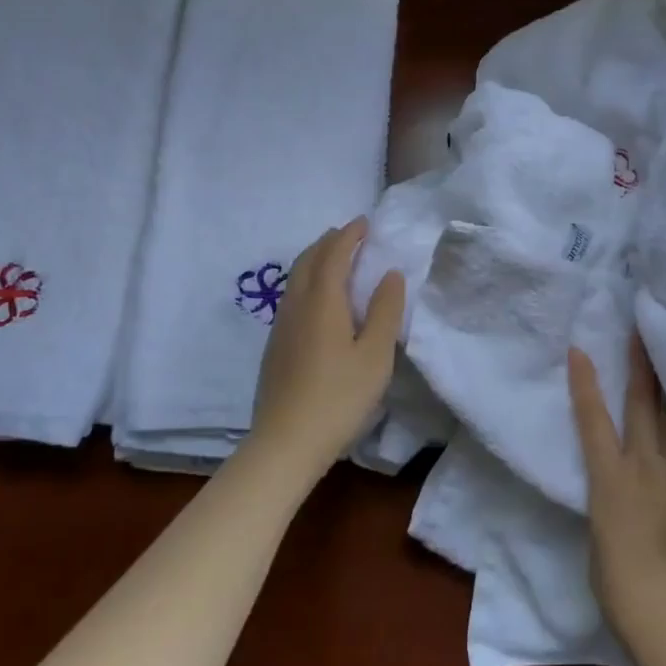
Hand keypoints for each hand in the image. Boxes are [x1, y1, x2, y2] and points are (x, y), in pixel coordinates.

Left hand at [247, 217, 404, 483]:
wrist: (285, 443)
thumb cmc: (338, 398)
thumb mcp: (375, 356)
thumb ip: (386, 311)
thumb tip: (390, 274)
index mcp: (322, 301)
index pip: (334, 254)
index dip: (349, 235)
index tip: (365, 222)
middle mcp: (296, 305)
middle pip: (308, 260)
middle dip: (329, 242)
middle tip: (349, 235)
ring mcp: (281, 326)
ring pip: (296, 278)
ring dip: (316, 260)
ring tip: (335, 259)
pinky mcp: (275, 346)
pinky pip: (291, 296)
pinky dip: (307, 281)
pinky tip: (318, 300)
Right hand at [569, 335, 665, 639]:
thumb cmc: (629, 597)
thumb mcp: (604, 548)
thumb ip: (614, 515)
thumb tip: (626, 506)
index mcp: (610, 481)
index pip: (593, 421)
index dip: (585, 384)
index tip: (580, 348)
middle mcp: (647, 467)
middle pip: (643, 405)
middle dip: (640, 365)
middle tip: (642, 329)